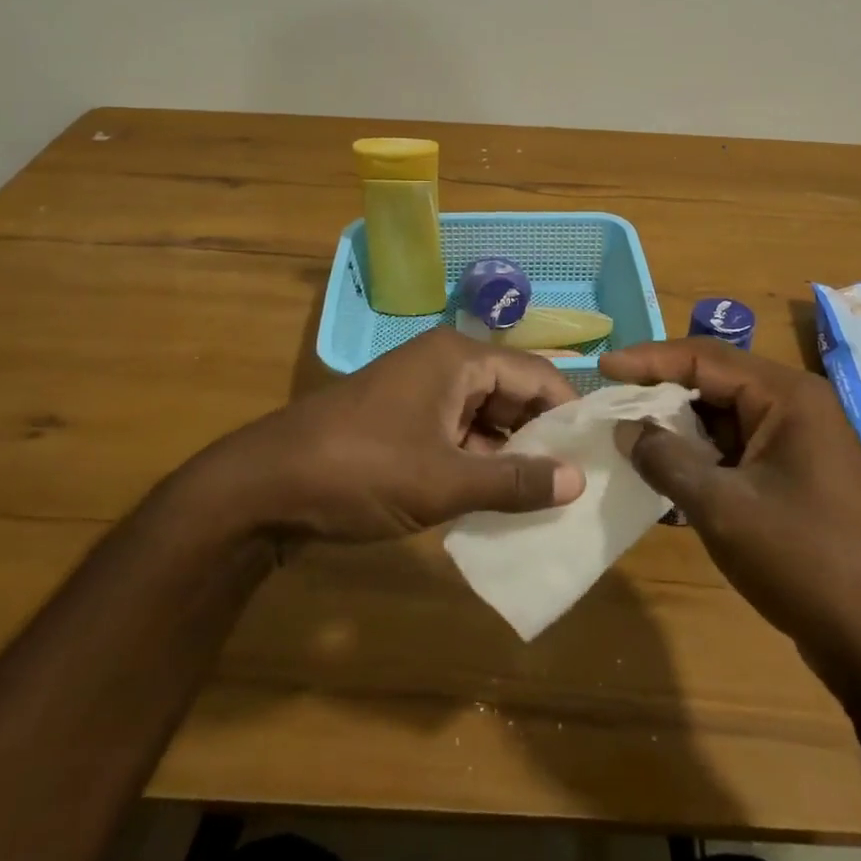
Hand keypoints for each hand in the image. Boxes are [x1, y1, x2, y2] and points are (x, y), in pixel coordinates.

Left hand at [199, 328, 585, 543]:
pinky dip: (479, 466)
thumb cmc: (361, 470)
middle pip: (513, 396)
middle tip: (579, 486)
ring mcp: (421, 394)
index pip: (537, 375)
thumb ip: (514, 481)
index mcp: (460, 358)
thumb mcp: (444, 481)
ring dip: (511, 457)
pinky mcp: (404, 423)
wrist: (262, 488)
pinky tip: (501, 502)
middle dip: (542, 440)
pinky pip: (458, 437)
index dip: (569, 415)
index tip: (598, 457)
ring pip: (486, 420)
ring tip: (550, 501)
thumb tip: (577, 482)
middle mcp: (445, 365)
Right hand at [599, 339, 860, 653]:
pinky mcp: (797, 477)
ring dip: (679, 429)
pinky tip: (667, 475)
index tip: (603, 366)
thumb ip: (667, 460)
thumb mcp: (723, 508)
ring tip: (628, 439)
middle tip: (611, 405)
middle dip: (662, 394)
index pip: (705, 357)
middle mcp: (797, 407)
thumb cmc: (805, 562)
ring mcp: (800, 443)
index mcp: (788, 397)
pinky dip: (702, 457)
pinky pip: (738, 450)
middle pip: (716, 382)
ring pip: (725, 419)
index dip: (649, 359)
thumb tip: (626, 430)